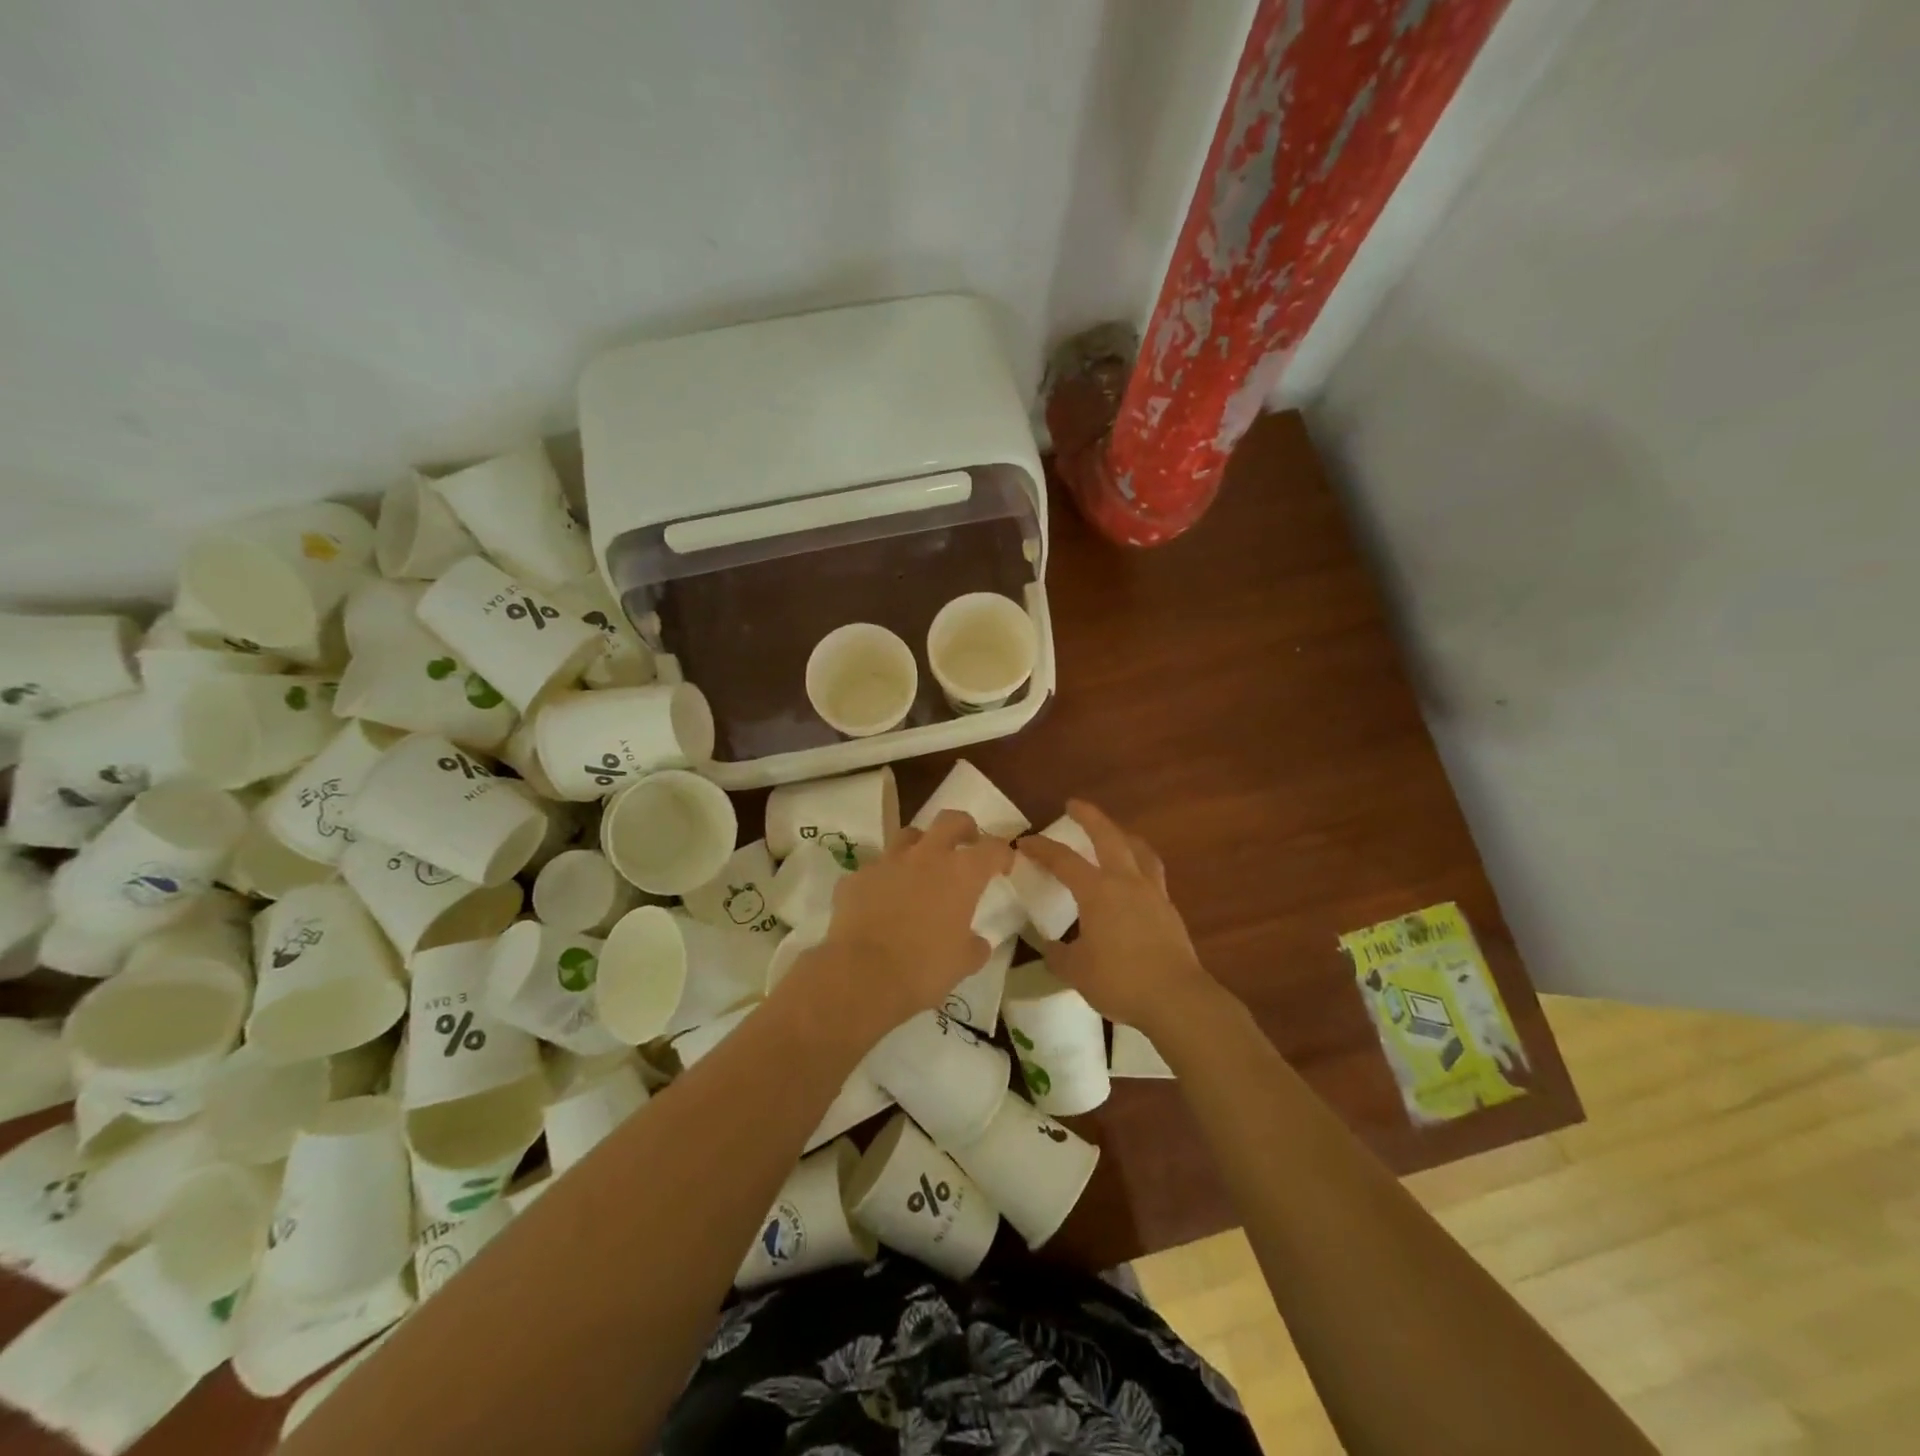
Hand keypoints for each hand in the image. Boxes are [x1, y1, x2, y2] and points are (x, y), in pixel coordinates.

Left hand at [806, 810, 1013, 1039]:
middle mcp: (926, 856)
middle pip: (950, 820)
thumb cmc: (924, 969)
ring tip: (920, 868)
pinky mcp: (856, 877)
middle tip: (966, 843)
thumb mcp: (962, 964)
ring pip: (907, 836)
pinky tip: (880, 902)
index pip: (992, 848)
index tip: (1003, 865)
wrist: (861, 975)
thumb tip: (976, 942)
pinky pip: (874, 870)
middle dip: (963, 827)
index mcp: (961, 874)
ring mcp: (887, 862)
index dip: (1002, 854)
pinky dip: (882, 880)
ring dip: (919, 847)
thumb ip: (974, 946)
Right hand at [1016, 801, 1213, 1033]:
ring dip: (1123, 835)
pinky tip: (1135, 880)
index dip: (1041, 848)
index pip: (1063, 860)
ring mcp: (1153, 893)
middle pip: (1108, 837)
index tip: (1023, 842)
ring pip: (1139, 850)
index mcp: (1098, 891)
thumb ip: (1059, 955)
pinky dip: (1140, 865)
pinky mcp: (1169, 910)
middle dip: (1090, 817)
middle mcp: (1126, 882)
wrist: (1176, 999)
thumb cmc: (1120, 980)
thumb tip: (1050, 946)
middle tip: (1075, 804)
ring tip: (1116, 834)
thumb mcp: (1076, 971)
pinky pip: (1153, 874)